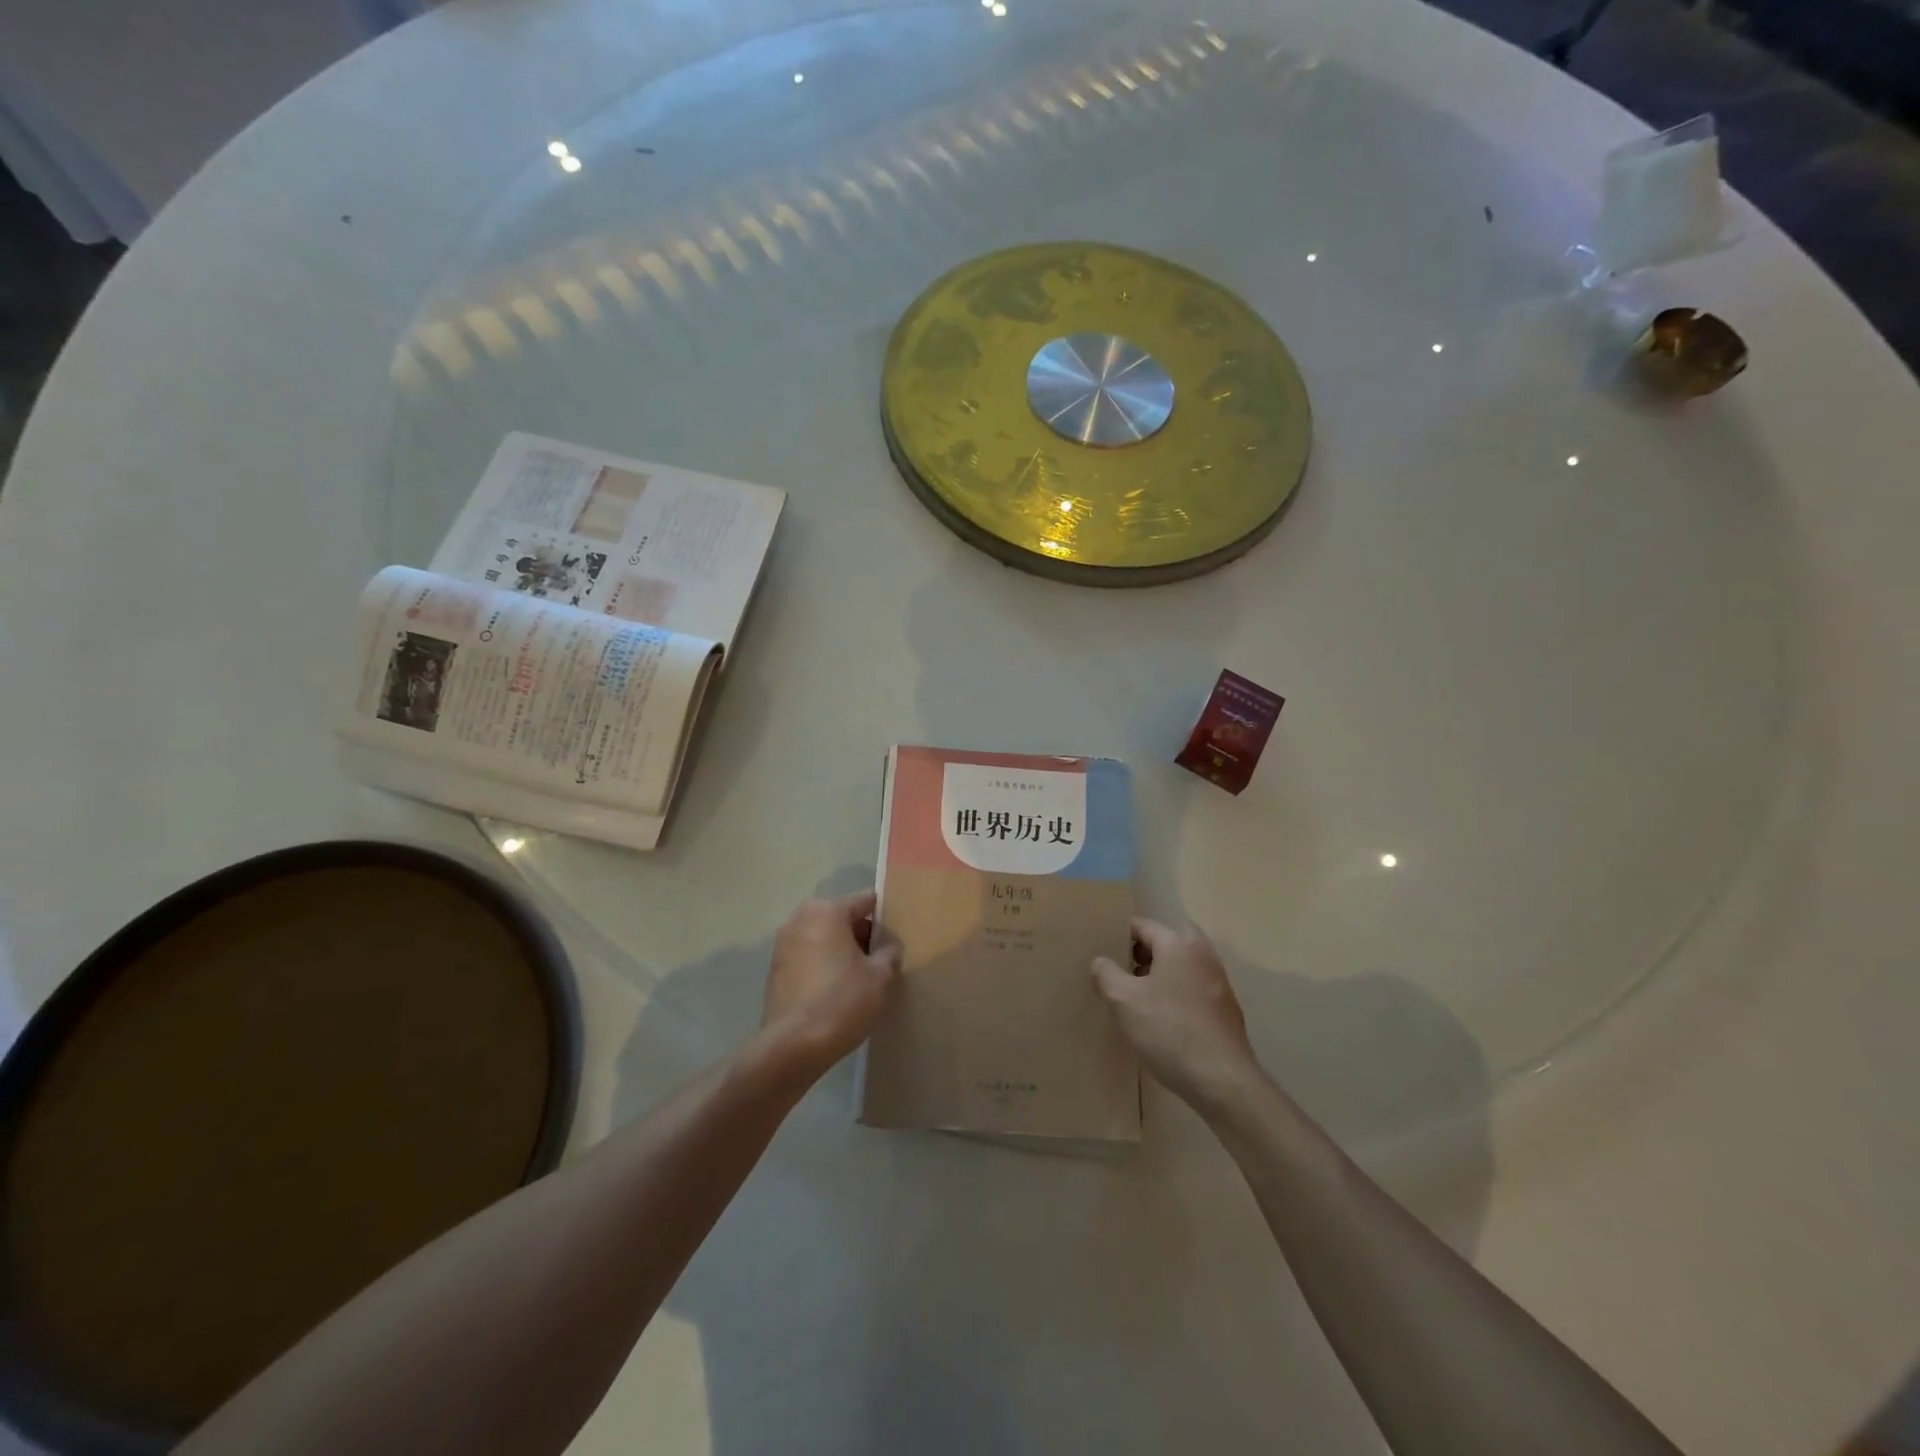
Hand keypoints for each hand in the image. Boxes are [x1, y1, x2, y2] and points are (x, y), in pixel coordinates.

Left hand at [761, 891, 900, 1074]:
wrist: (793, 1047)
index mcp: (826, 911)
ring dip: (842, 951)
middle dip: (862, 935)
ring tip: (861, 979)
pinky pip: (808, 957)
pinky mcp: (775, 970)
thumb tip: (889, 945)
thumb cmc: (842, 1002)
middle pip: (842, 918)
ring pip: (824, 938)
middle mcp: (800, 919)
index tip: (897, 936)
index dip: (885, 917)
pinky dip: (824, 966)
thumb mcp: (880, 977)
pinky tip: (837, 993)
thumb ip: (890, 952)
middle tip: (882, 961)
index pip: (865, 901)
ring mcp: (783, 945)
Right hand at [1093, 918, 1261, 1111]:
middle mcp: (1203, 954)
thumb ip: (1105, 973)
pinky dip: (1174, 994)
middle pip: (1164, 943)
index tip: (1100, 953)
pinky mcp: (1225, 1009)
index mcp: (1178, 943)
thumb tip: (1101, 961)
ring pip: (1179, 966)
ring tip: (1134, 999)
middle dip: (1139, 955)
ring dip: (1157, 976)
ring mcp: (1218, 982)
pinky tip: (1160, 1020)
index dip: (1117, 936)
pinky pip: (1191, 989)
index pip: (1141, 925)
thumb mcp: (1123, 1001)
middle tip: (1117, 974)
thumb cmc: (1169, 1031)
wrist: (1222, 1081)